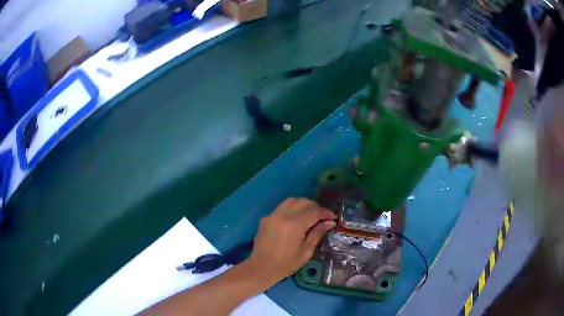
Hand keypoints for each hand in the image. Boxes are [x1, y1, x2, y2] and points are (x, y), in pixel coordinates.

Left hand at [245, 198, 335, 286]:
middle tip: (322, 217)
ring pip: (291, 201)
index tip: (332, 218)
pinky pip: (282, 207)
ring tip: (310, 215)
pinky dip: (292, 208)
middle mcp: (283, 215)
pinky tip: (296, 219)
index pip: (314, 211)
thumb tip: (330, 222)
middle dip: (315, 207)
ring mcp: (272, 215)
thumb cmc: (286, 264)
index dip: (325, 213)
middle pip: (303, 202)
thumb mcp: (306, 251)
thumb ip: (317, 233)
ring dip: (303, 205)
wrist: (261, 268)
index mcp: (294, 225)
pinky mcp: (266, 218)